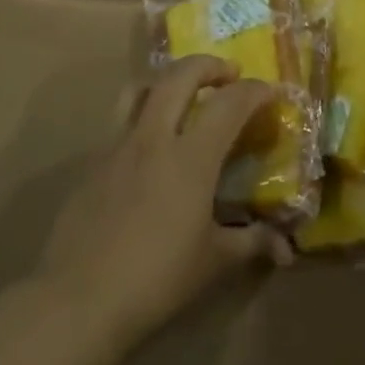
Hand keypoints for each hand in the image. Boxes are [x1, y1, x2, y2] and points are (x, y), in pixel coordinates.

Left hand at [39, 55, 292, 344]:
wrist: (79, 299)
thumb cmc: (157, 278)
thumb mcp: (214, 261)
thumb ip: (251, 243)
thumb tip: (285, 248)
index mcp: (190, 157)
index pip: (229, 103)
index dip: (255, 91)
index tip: (271, 93)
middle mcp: (153, 139)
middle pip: (179, 76)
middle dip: (208, 65)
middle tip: (228, 75)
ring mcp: (116, 148)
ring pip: (140, 90)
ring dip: (167, 81)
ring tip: (183, 96)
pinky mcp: (91, 165)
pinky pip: (120, 124)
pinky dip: (142, 119)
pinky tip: (150, 153)